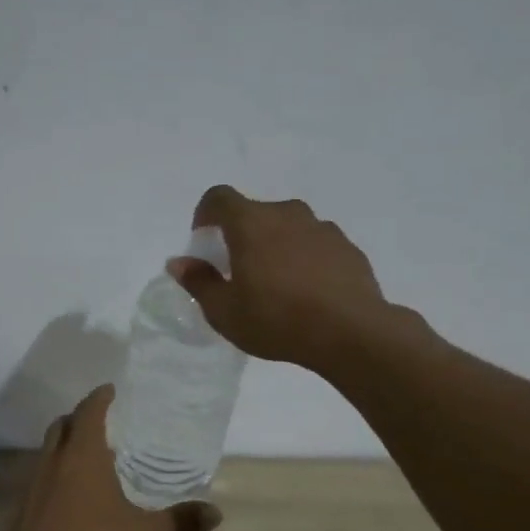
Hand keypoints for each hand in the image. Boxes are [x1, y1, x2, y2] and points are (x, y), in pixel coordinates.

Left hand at [0, 386, 220, 530]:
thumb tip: (216, 513)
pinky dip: (57, 473)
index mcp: (83, 456)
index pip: (89, 412)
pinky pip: (42, 477)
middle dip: (79, 417)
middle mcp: (54, 463)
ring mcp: (34, 486)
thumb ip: (180, 522)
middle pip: (62, 426)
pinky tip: (74, 495)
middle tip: (102, 421)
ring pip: (48, 451)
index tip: (110, 390)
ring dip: (66, 445)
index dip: (99, 398)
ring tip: (91, 457)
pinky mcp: (25, 510)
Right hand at [168, 185, 391, 372]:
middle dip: (241, 234)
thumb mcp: (224, 312)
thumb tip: (179, 262)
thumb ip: (199, 282)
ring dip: (276, 244)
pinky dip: (305, 258)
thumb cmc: (276, 320)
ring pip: (289, 227)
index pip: (220, 198)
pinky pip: (316, 244)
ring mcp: (322, 228)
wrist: (351, 332)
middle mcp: (288, 214)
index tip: (203, 239)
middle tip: (238, 269)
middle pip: (256, 212)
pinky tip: (308, 292)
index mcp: (251, 223)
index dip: (205, 213)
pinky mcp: (347, 247)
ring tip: (276, 283)